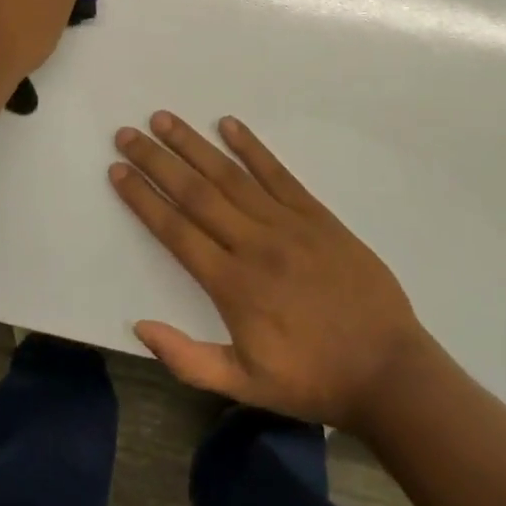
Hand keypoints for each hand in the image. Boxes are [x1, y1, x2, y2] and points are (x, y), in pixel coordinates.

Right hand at [110, 113, 435, 431]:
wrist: (388, 370)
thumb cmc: (312, 379)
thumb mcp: (245, 385)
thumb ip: (188, 358)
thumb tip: (139, 324)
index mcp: (232, 284)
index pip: (175, 230)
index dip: (142, 198)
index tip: (117, 171)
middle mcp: (253, 244)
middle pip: (195, 192)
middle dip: (157, 160)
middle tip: (127, 133)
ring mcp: (286, 223)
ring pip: (230, 175)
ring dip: (194, 145)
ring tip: (164, 119)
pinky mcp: (315, 214)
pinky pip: (277, 173)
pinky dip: (251, 147)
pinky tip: (229, 124)